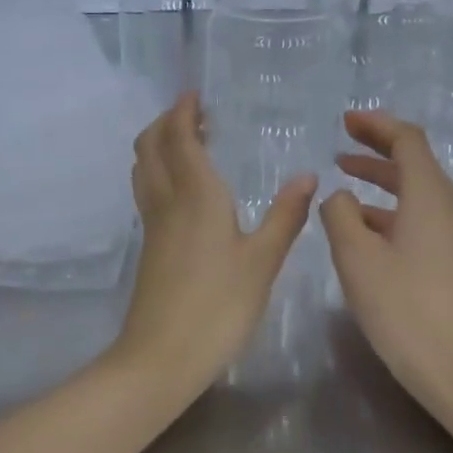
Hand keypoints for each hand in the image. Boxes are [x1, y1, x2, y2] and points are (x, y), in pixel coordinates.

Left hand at [112, 93, 316, 388]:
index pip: (180, 138)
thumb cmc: (218, 307)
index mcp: (195, 196)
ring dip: (158, 144)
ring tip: (186, 141)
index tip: (195, 95)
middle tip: (193, 113)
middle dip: (166, 122)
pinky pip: (148, 191)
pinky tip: (183, 188)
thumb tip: (308, 177)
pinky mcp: (149, 247)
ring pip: (144, 169)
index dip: (184, 112)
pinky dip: (159, 171)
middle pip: (151, 146)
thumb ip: (285, 217)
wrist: (161, 357)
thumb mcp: (263, 262)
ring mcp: (153, 226)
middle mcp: (167, 201)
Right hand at [320, 111, 452, 402]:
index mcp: (431, 195)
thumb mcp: (356, 257)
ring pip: (417, 190)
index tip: (345, 121)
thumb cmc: (404, 308)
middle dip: (377, 149)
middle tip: (341, 144)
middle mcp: (451, 205)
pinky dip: (392, 208)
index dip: (376, 125)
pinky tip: (364, 225)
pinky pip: (421, 215)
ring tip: (345, 178)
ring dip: (382, 180)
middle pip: (414, 162)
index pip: (407, 140)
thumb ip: (340, 215)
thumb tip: (341, 197)